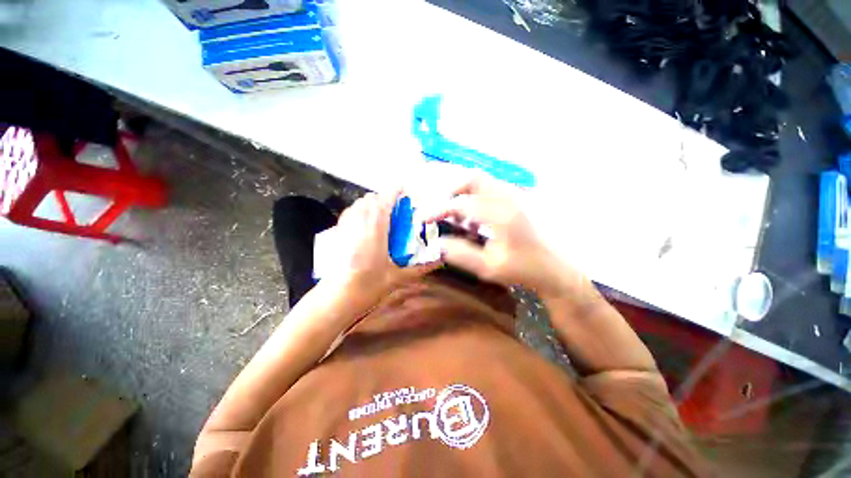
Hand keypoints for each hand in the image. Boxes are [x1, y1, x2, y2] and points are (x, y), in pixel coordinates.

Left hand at [325, 190, 440, 303]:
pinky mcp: (337, 233)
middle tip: (395, 210)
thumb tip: (441, 261)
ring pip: (358, 204)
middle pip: (370, 199)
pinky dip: (359, 211)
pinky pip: (349, 212)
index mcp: (376, 230)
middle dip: (384, 199)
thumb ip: (421, 268)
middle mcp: (359, 223)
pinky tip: (365, 225)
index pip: (385, 201)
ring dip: (371, 204)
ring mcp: (346, 226)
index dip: (394, 191)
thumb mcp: (399, 277)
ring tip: (381, 216)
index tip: (403, 188)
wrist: (339, 297)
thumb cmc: (370, 286)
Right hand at [423, 172, 579, 295]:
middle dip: (452, 191)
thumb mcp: (488, 267)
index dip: (437, 210)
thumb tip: (437, 242)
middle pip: (473, 178)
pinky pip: (491, 190)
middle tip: (442, 210)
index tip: (422, 219)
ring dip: (465, 194)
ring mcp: (515, 196)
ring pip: (483, 182)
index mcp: (500, 214)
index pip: (460, 204)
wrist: (556, 268)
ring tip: (458, 218)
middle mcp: (508, 198)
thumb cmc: (524, 270)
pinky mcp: (518, 200)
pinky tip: (476, 221)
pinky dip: (476, 199)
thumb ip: (460, 253)